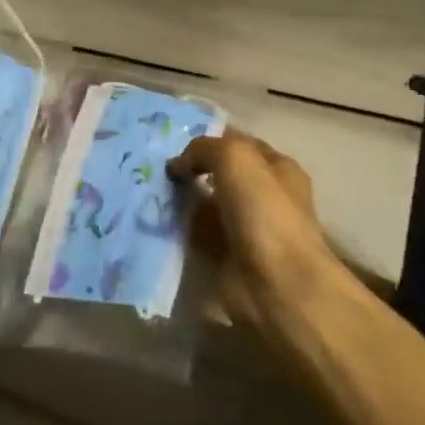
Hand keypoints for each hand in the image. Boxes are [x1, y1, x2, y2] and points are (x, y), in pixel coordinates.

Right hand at [168, 132, 344, 347]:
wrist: (277, 286)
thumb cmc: (264, 212)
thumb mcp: (235, 158)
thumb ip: (204, 148)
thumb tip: (179, 164)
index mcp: (277, 168)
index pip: (239, 143)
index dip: (209, 138)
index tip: (172, 139)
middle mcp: (264, 196)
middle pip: (219, 174)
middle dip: (190, 169)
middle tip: (153, 164)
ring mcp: (245, 228)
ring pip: (205, 204)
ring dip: (180, 199)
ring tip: (147, 189)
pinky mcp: (227, 258)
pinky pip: (196, 235)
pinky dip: (178, 229)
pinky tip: (153, 218)